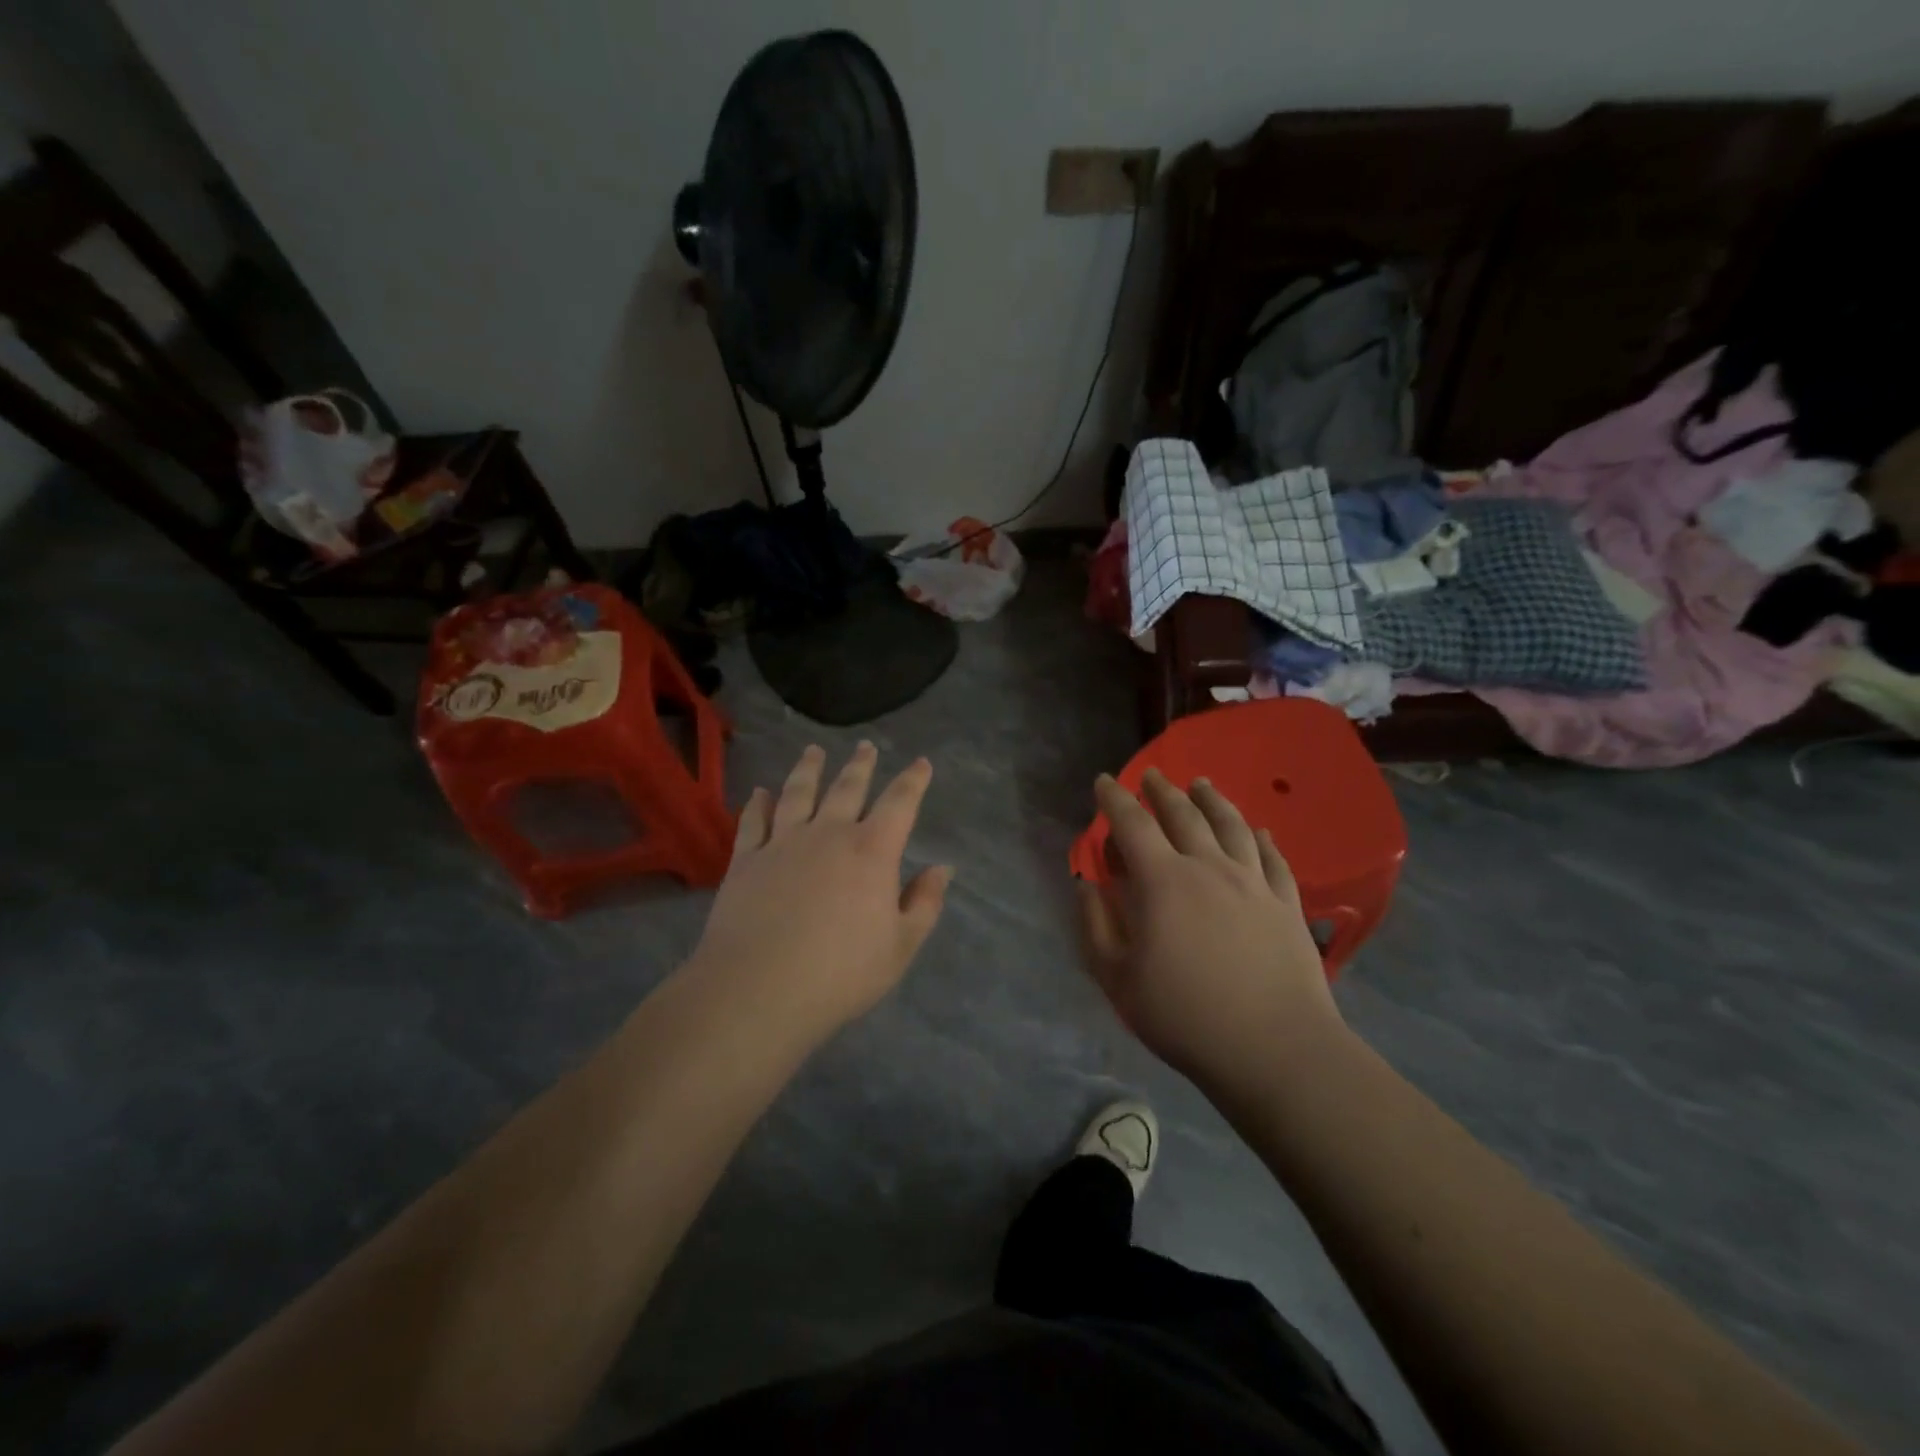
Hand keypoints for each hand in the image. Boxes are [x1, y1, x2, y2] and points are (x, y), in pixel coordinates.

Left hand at [689, 743, 951, 1038]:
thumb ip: (924, 903)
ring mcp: (783, 843)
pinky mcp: (746, 860)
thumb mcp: (900, 946)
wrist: (758, 990)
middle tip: (865, 746)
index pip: (900, 803)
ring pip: (798, 793)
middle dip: (861, 765)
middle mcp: (828, 834)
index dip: (913, 781)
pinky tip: (760, 792)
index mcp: (872, 851)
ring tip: (813, 751)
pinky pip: (754, 821)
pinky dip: (758, 803)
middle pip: (847, 788)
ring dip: (808, 769)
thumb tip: (942, 868)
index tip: (921, 762)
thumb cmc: (840, 973)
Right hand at [1077, 769, 1343, 1093]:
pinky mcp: (1286, 903)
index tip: (1104, 782)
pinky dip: (1261, 837)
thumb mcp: (1117, 978)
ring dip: (1212, 799)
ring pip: (1231, 825)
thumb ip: (1095, 925)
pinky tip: (1258, 830)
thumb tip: (1086, 885)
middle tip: (1151, 775)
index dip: (1115, 800)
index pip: (1133, 825)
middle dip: (1162, 791)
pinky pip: (1273, 857)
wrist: (1275, 1048)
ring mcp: (1253, 883)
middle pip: (1184, 814)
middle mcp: (1209, 867)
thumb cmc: (1185, 1015)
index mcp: (1163, 882)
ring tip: (1201, 784)